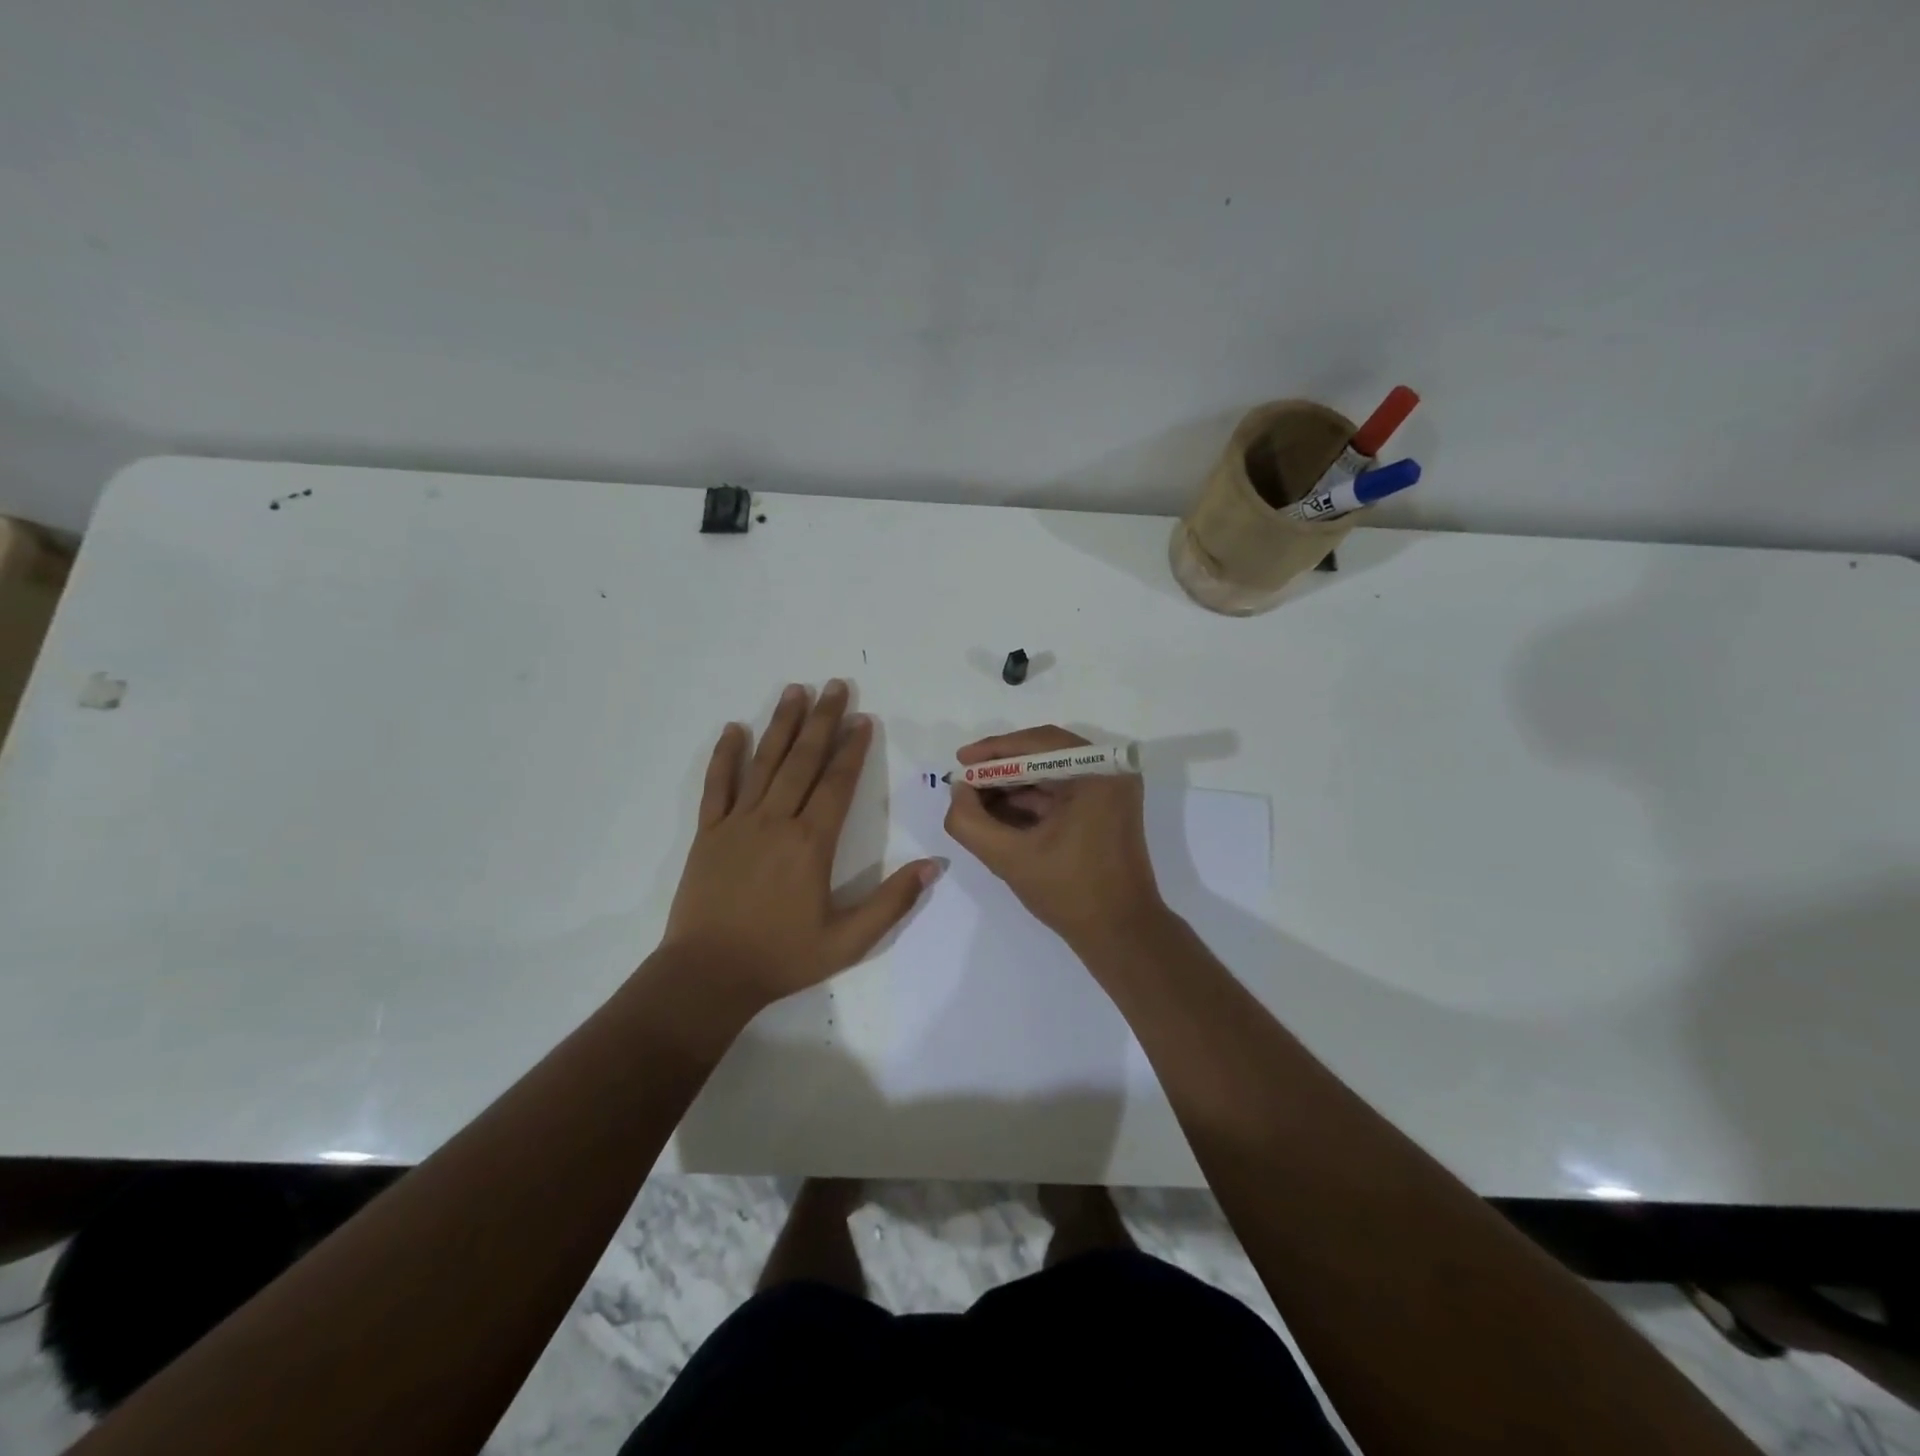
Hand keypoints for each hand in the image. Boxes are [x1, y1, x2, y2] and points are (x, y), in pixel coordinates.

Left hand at [662, 681, 938, 1011]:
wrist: (708, 975)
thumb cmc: (782, 958)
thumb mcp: (848, 941)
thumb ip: (892, 902)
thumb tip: (934, 865)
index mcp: (811, 844)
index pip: (837, 783)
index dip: (853, 749)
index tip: (863, 720)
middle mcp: (776, 821)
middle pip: (802, 760)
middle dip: (822, 720)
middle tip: (835, 686)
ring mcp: (737, 823)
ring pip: (763, 762)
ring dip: (781, 724)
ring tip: (794, 690)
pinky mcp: (708, 833)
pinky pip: (716, 785)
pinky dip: (725, 756)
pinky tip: (733, 729)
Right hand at [943, 726, 1165, 950]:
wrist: (1121, 934)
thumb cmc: (1070, 892)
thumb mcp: (1010, 857)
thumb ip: (970, 822)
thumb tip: (958, 790)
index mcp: (1097, 773)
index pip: (1038, 743)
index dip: (994, 750)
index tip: (961, 762)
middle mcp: (1110, 772)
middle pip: (1044, 755)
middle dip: (1001, 770)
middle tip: (964, 783)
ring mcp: (1111, 791)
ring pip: (1050, 774)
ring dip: (1013, 786)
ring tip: (975, 802)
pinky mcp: (1106, 810)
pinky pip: (1062, 793)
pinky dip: (1031, 801)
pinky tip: (999, 815)